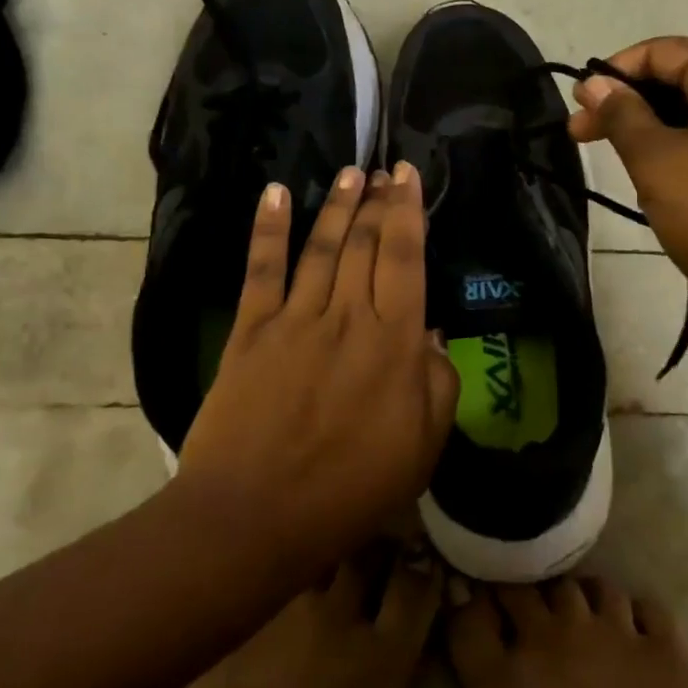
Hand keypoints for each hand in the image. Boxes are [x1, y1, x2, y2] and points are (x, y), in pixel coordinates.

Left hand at [177, 163, 458, 580]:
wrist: (255, 517)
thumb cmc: (350, 490)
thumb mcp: (423, 447)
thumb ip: (437, 383)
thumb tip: (431, 334)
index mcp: (394, 343)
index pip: (405, 259)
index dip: (408, 213)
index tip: (409, 175)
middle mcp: (347, 317)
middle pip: (365, 244)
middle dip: (377, 202)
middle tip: (383, 171)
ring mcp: (295, 320)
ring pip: (321, 248)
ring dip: (337, 206)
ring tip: (349, 174)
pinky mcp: (250, 332)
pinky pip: (262, 270)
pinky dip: (268, 228)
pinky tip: (275, 194)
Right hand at [567, 37, 687, 335]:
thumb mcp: (654, 158)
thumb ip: (620, 113)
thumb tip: (594, 84)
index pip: (664, 51)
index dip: (614, 72)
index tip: (578, 106)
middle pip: (682, 81)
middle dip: (628, 105)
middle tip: (580, 136)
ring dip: (651, 132)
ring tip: (617, 164)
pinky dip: (682, 152)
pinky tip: (656, 183)